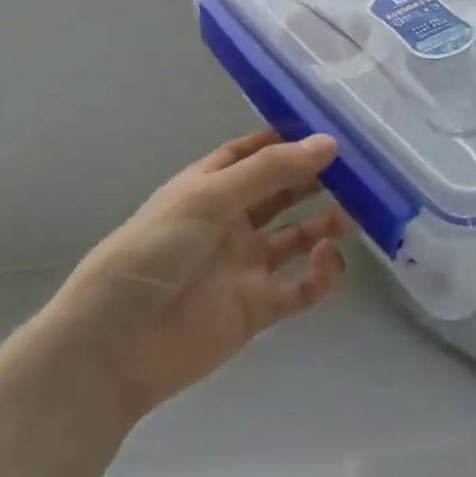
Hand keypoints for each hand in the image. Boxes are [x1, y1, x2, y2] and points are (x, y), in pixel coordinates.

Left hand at [34, 131, 348, 422]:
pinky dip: (322, 273)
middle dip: (317, 179)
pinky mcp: (258, 307)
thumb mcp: (209, 197)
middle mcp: (231, 220)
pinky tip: (330, 258)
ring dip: (328, 221)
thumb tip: (328, 143)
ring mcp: (246, 264)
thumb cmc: (155, 251)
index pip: (254, 154)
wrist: (115, 344)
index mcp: (210, 187)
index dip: (289, 142)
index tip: (331, 131)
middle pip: (282, 192)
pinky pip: (301, 286)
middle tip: (361, 170)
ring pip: (298, 235)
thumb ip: (271, 171)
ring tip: (360, 211)